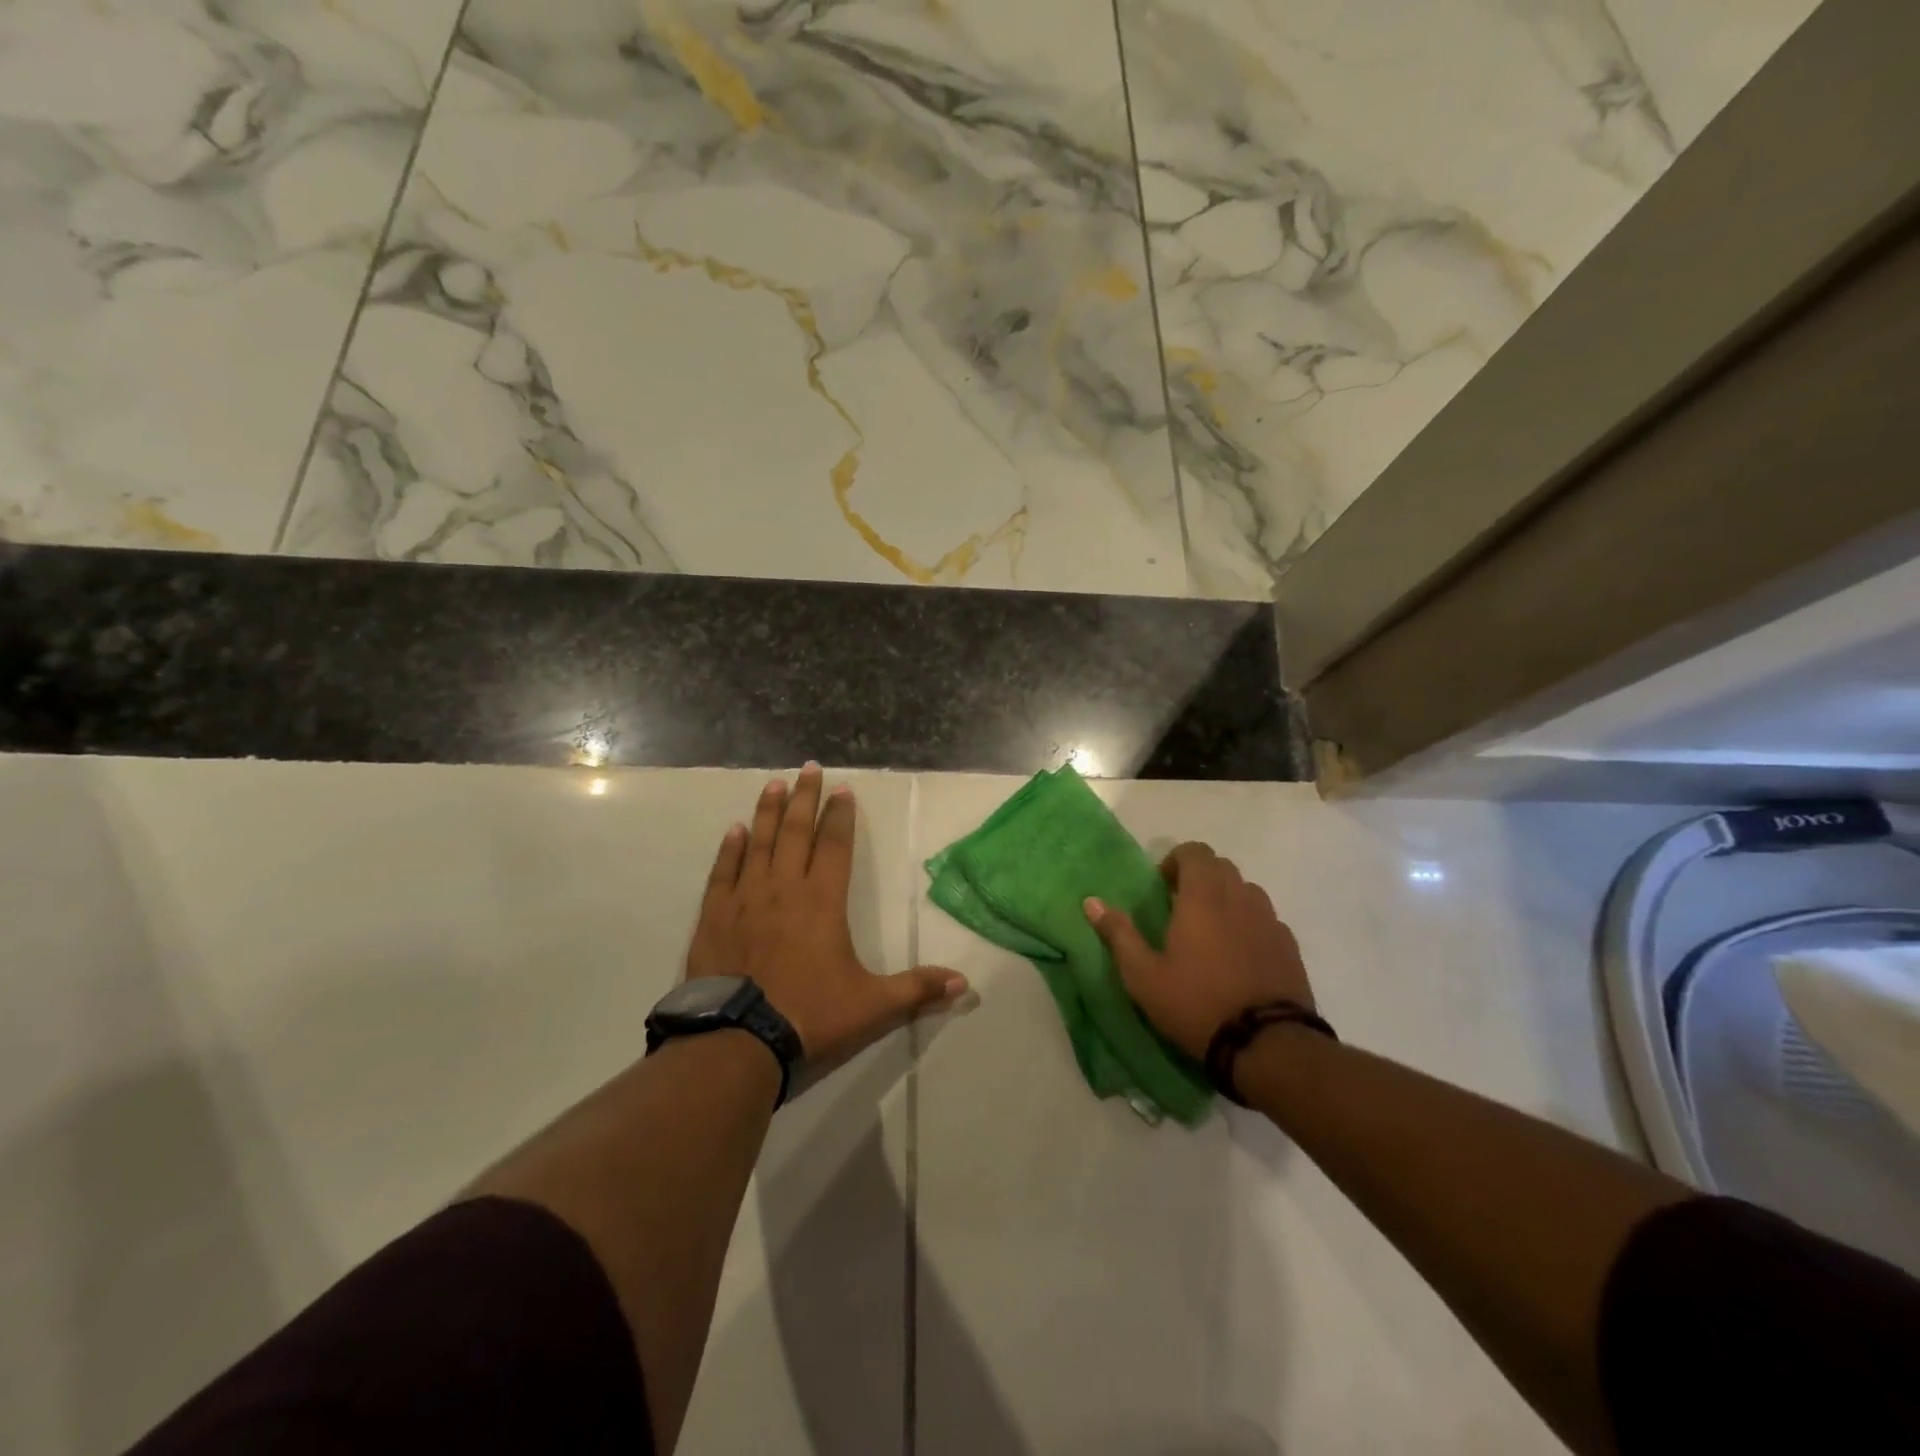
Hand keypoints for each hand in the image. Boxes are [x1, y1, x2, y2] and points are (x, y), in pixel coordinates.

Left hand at [688, 763, 966, 1068]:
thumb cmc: (811, 1016)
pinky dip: (730, 850)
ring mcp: (746, 900)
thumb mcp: (873, 1006)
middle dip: (805, 798)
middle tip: (808, 768)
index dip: (840, 816)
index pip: (835, 845)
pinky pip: (723, 873)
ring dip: (769, 812)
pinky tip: (735, 831)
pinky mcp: (715, 917)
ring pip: (760, 844)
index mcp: (823, 902)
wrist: (739, 1042)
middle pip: (797, 833)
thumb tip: (964, 984)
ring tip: (774, 784)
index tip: (842, 789)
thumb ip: (917, 990)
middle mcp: (784, 889)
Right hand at [1085, 842, 1312, 1061]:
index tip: (1162, 887)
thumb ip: (1119, 934)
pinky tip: (1239, 956)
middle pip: (1222, 867)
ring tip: (1211, 932)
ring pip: (1247, 891)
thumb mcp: (1143, 976)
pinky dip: (1249, 924)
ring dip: (1227, 898)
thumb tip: (1091, 902)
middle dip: (1200, 877)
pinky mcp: (1290, 946)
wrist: (1268, 1046)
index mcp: (1203, 898)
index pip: (1196, 852)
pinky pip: (1266, 919)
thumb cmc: (1196, 1005)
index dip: (1176, 860)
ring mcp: (1270, 921)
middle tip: (1181, 907)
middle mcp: (1240, 899)